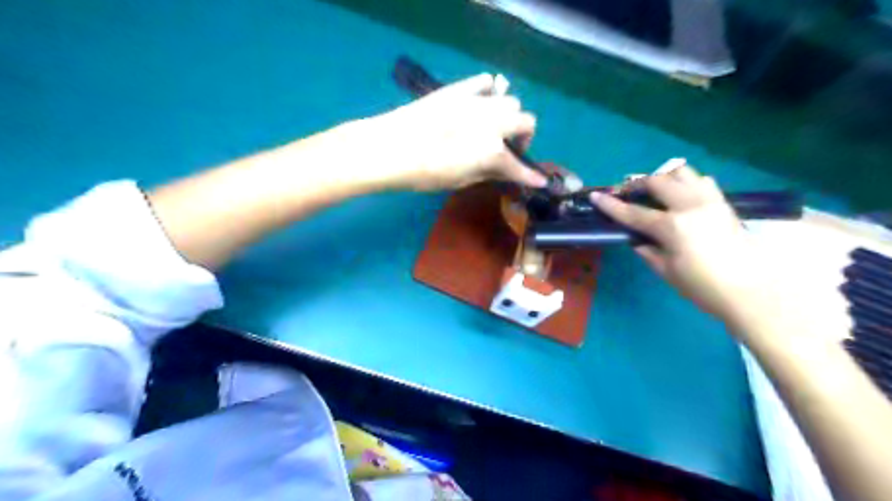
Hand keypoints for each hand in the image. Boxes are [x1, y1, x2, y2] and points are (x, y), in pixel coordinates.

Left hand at [358, 73, 547, 189]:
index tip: (539, 181)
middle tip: (508, 149)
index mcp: (493, 151)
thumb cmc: (424, 174)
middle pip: (527, 121)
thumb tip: (505, 171)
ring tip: (492, 127)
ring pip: (510, 101)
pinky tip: (480, 103)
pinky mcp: (459, 89)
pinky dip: (489, 92)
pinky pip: (485, 82)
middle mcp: (493, 123)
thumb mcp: (459, 182)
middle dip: (524, 137)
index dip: (531, 176)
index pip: (520, 166)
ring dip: (509, 116)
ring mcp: (477, 102)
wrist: (390, 148)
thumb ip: (488, 173)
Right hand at [594, 163, 778, 322]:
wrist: (751, 291)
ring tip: (655, 189)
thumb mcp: (667, 271)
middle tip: (627, 192)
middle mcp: (690, 206)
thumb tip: (637, 239)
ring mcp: (709, 201)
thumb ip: (648, 250)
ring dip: (663, 177)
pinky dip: (687, 182)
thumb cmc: (703, 287)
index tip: (596, 196)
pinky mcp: (723, 203)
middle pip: (658, 181)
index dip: (611, 205)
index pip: (633, 212)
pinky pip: (702, 181)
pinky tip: (682, 196)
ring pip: (682, 172)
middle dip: (638, 183)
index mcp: (672, 227)